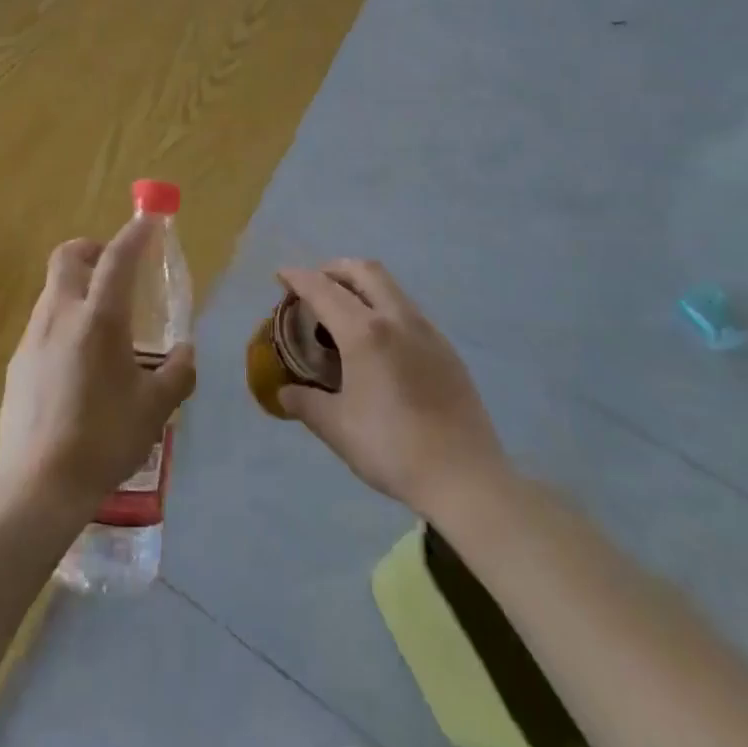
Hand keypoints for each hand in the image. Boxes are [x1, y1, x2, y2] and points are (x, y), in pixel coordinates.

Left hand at [0, 219, 196, 518]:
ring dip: (77, 287)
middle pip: (68, 256)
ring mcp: (33, 337)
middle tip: (115, 269)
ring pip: (53, 290)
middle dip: (92, 249)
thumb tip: (186, 353)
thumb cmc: (105, 438)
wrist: (39, 484)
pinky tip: (77, 362)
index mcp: (99, 319)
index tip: (148, 221)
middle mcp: (61, 315)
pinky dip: (63, 321)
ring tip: (102, 323)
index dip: (135, 234)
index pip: (118, 258)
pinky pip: (43, 324)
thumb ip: (177, 373)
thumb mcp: (156, 408)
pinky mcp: (17, 362)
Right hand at [277, 259, 508, 521]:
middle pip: (364, 271)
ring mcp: (427, 331)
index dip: (299, 278)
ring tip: (344, 312)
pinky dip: (384, 308)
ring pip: (390, 288)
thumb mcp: (338, 429)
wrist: (465, 477)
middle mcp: (397, 319)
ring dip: (362, 286)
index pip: (323, 290)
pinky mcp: (446, 349)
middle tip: (315, 285)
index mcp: (365, 333)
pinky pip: (408, 311)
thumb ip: (306, 404)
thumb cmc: (393, 449)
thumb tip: (285, 393)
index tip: (282, 274)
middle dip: (335, 269)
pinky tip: (379, 342)